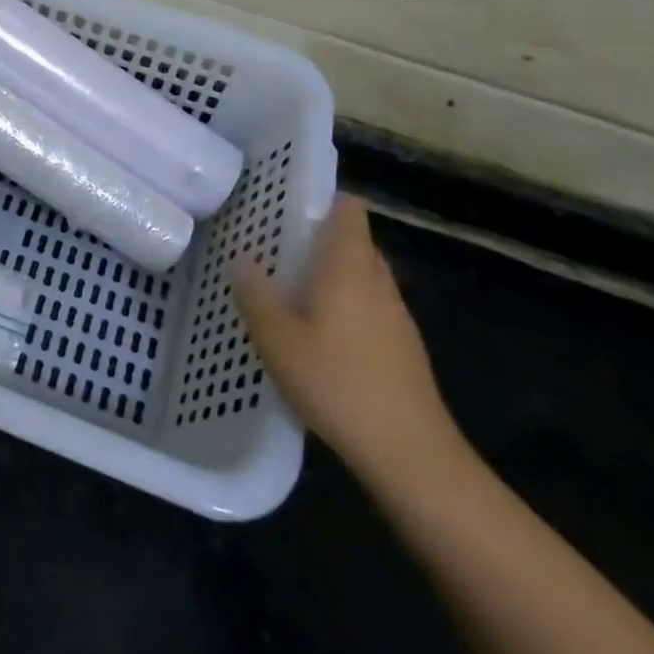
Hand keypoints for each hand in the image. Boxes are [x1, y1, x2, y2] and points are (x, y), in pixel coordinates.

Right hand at [234, 194, 464, 489]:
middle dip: (316, 238)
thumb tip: (243, 261)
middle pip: (353, 240)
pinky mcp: (402, 346)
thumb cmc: (338, 384)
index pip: (348, 208)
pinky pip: (369, 306)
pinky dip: (344, 305)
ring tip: (288, 290)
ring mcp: (396, 315)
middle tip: (274, 248)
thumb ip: (256, 295)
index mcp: (349, 266)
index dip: (321, 198)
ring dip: (330, 274)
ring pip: (361, 275)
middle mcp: (377, 280)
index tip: (284, 205)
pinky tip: (317, 336)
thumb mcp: (278, 339)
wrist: (411, 454)